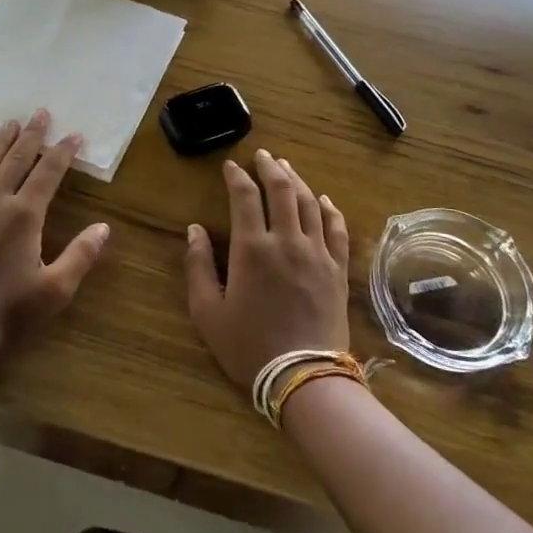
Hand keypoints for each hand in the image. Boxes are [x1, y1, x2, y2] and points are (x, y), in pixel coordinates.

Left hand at [0, 109, 110, 344]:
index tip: (74, 134)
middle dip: (32, 136)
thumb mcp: (56, 289)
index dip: (63, 152)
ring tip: (10, 123)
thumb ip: (81, 254)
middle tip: (41, 113)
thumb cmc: (10, 312)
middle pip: (16, 160)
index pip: (48, 173)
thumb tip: (103, 227)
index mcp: (25, 215)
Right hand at [185, 149, 350, 391]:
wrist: (304, 377)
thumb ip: (198, 266)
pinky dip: (329, 208)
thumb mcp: (208, 312)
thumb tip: (194, 229)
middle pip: (282, 190)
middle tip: (262, 155)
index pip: (245, 197)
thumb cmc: (249, 346)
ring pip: (310, 203)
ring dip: (297, 180)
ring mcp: (317, 253)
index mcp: (252, 248)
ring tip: (287, 167)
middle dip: (270, 168)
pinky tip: (323, 199)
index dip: (237, 177)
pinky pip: (337, 229)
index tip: (230, 166)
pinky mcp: (337, 269)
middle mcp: (287, 241)